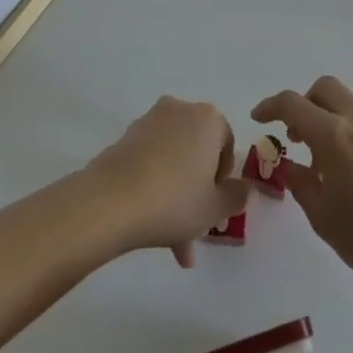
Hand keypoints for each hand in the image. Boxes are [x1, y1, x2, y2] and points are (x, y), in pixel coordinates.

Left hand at [86, 97, 249, 267]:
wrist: (111, 201)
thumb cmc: (174, 200)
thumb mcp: (216, 208)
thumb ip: (237, 197)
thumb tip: (242, 188)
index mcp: (208, 118)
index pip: (227, 144)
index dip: (223, 179)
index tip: (215, 206)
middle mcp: (179, 110)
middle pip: (197, 152)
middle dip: (198, 191)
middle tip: (195, 229)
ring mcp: (149, 121)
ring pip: (173, 160)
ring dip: (176, 195)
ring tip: (172, 242)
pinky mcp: (125, 137)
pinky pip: (150, 162)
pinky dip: (154, 186)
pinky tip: (150, 225)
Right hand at [252, 76, 352, 293]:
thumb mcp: (323, 217)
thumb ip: (300, 183)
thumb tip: (289, 166)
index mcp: (334, 135)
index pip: (293, 104)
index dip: (270, 106)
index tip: (258, 118)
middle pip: (324, 88)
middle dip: (303, 104)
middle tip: (294, 136)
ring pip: (345, 102)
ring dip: (325, 116)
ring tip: (320, 159)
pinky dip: (345, 128)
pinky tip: (346, 166)